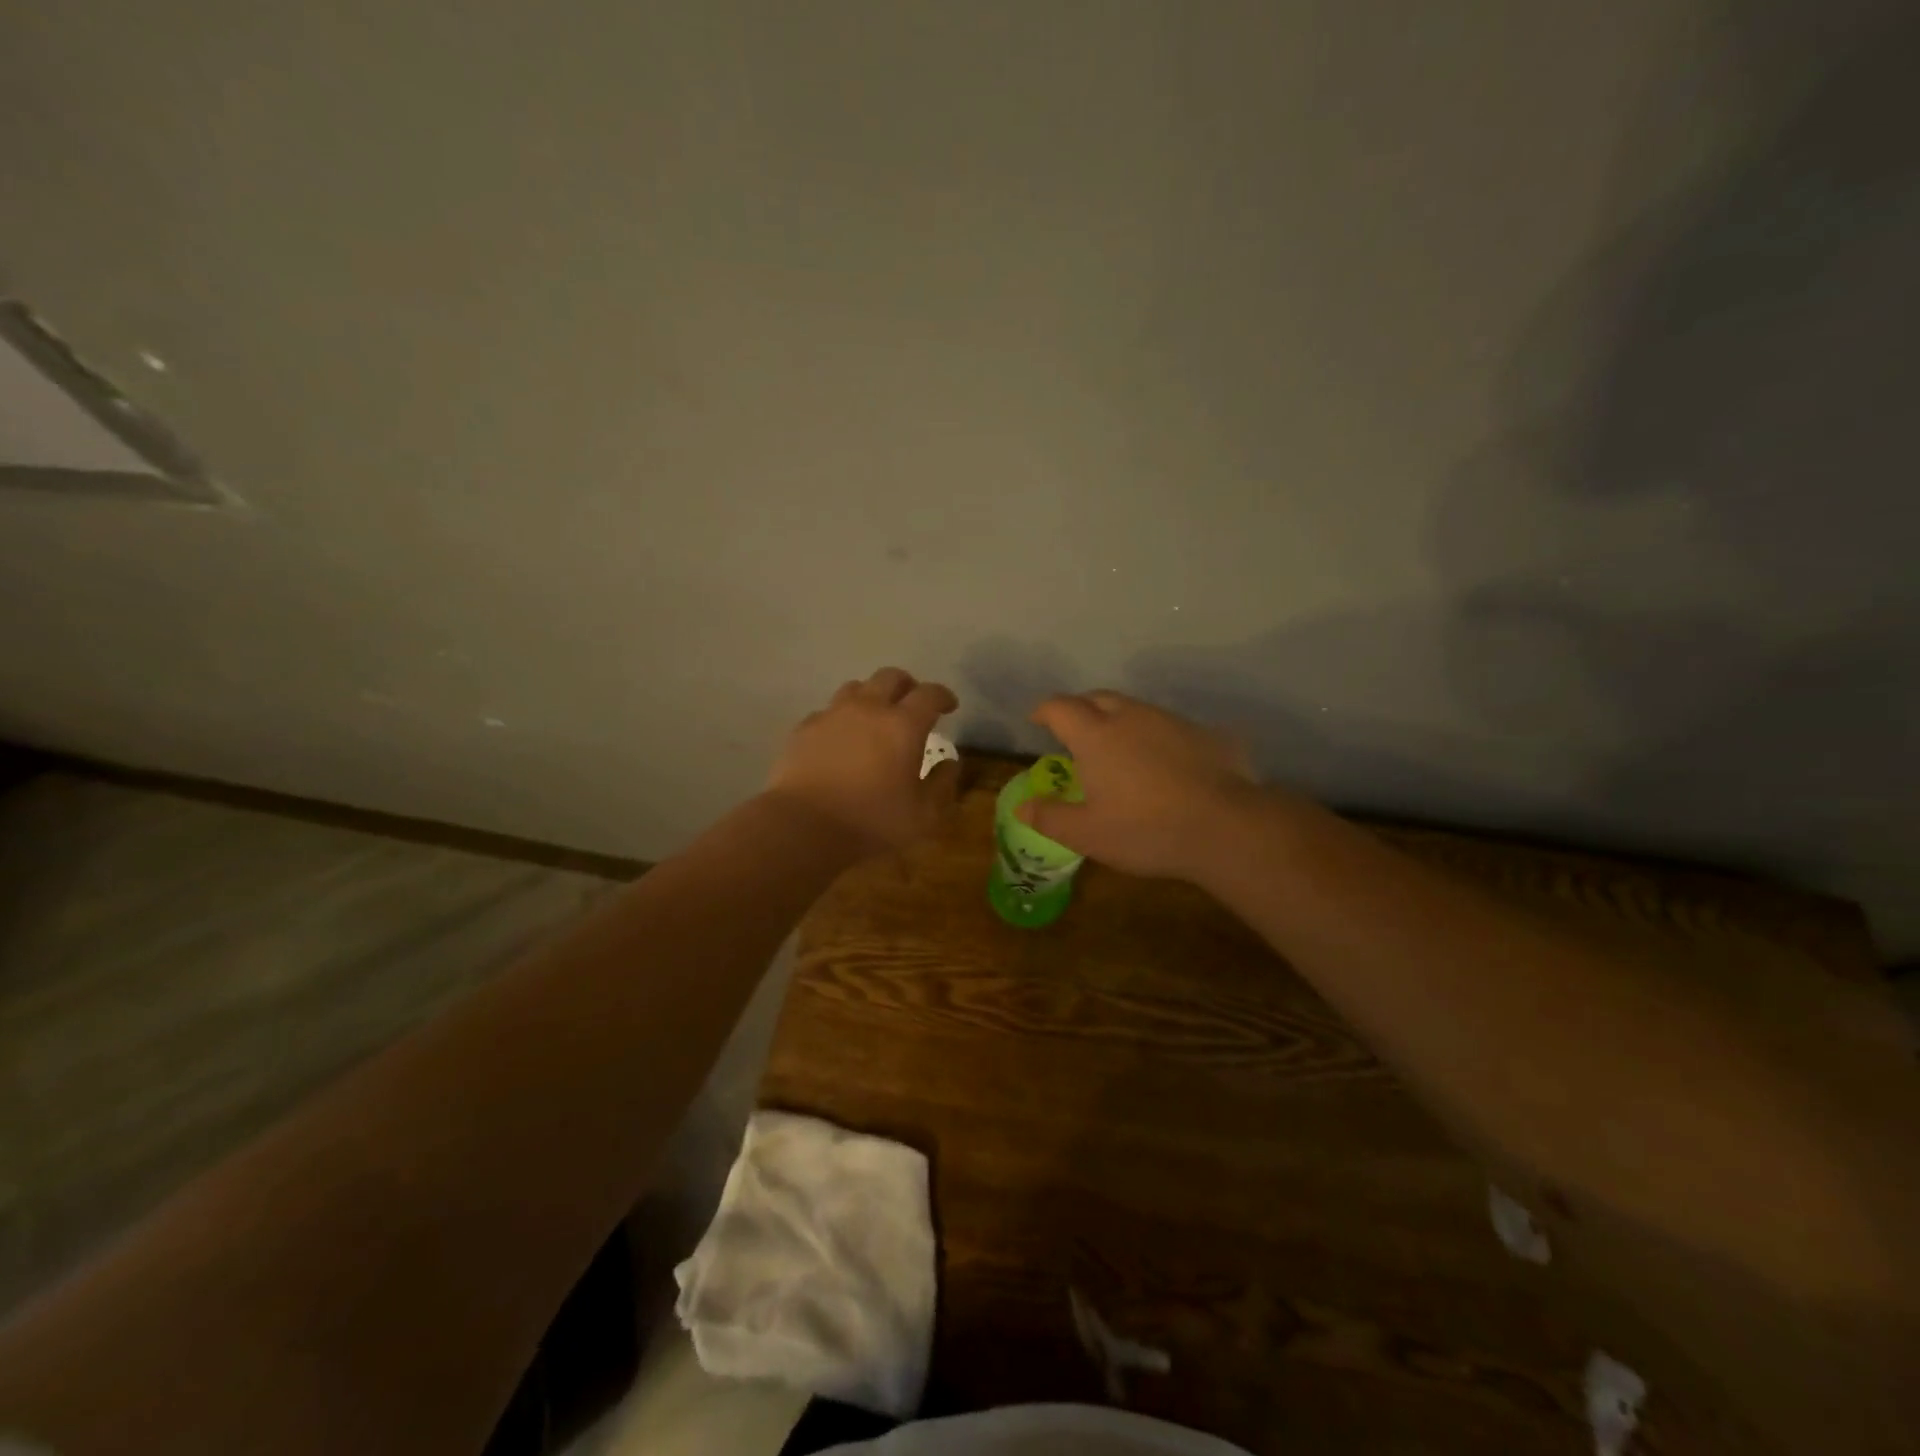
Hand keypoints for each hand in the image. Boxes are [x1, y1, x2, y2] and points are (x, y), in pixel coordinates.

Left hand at [767, 667, 959, 852]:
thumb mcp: (923, 816)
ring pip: (856, 688)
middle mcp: (868, 709)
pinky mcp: (804, 729)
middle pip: (890, 677)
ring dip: (872, 696)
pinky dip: (841, 718)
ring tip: (875, 716)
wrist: (802, 827)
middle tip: (913, 704)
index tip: (950, 707)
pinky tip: (841, 737)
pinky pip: (827, 711)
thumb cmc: (871, 822)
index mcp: (903, 725)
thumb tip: (950, 763)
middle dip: (907, 686)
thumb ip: (942, 785)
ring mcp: (832, 715)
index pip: (930, 694)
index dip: (943, 696)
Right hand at [1018, 691, 1256, 880]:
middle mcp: (1131, 716)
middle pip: (1097, 698)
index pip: (1060, 707)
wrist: (1226, 827)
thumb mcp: (1087, 834)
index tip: (1037, 720)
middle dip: (1080, 708)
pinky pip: (1168, 726)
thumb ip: (1050, 817)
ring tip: (1117, 746)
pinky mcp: (1204, 733)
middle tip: (1074, 730)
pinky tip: (1162, 763)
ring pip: (1135, 708)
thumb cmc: (1145, 830)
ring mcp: (1170, 721)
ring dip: (1118, 719)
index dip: (1044, 710)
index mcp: (1096, 735)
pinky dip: (1154, 736)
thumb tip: (1021, 806)